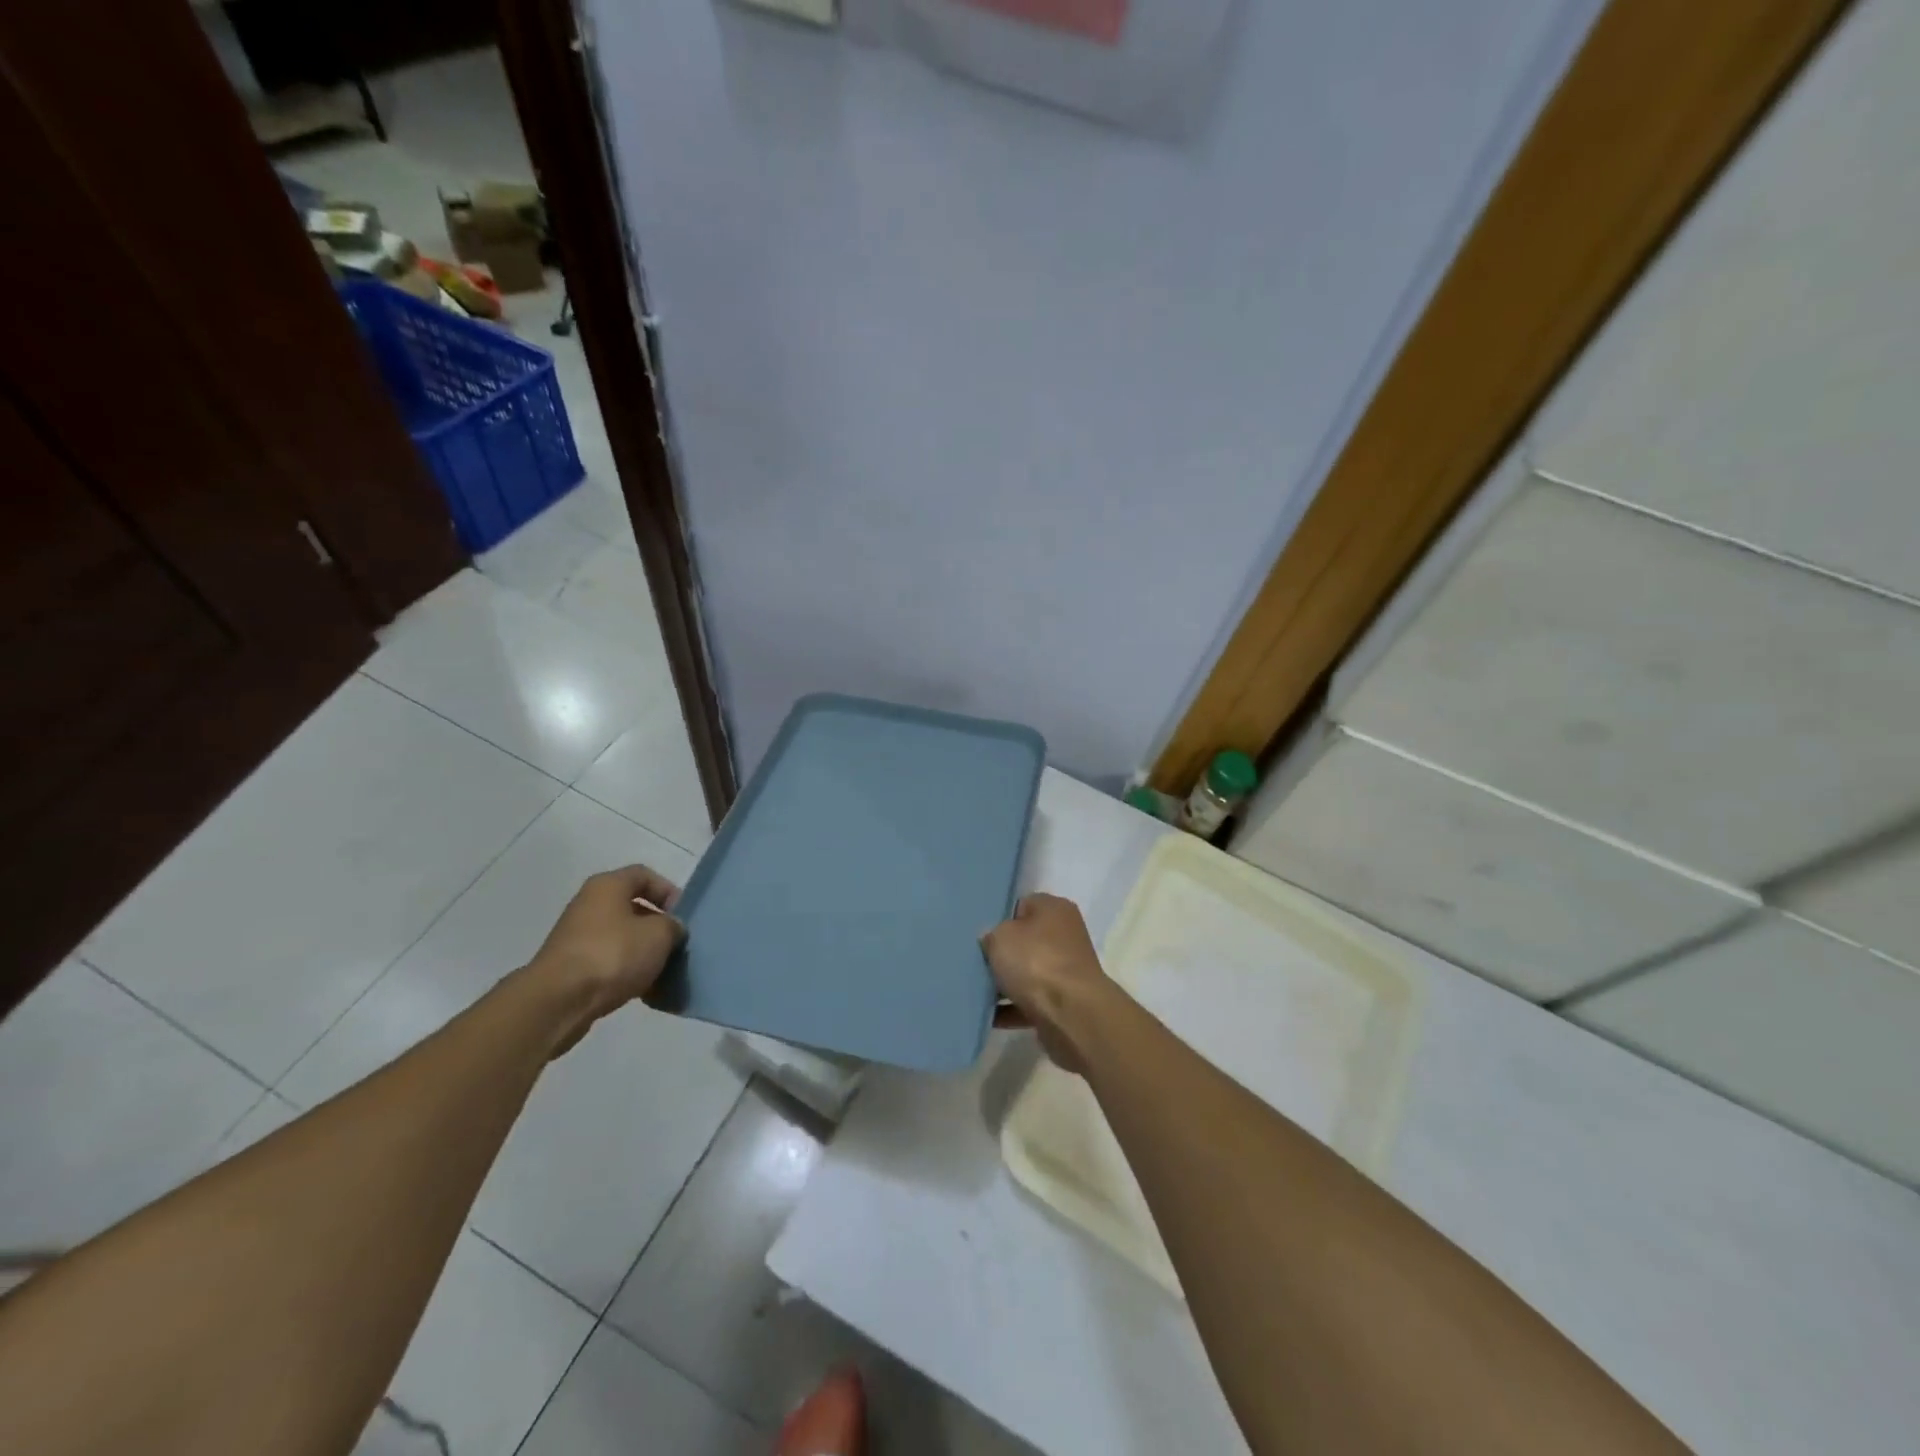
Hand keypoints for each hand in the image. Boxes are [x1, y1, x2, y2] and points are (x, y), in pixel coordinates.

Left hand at [529, 865, 684, 1055]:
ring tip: (663, 970)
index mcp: (607, 886)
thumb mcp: (659, 934)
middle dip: (658, 925)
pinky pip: (608, 961)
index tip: (683, 916)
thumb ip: (673, 926)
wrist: (559, 1001)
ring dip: (644, 951)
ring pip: (622, 937)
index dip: (668, 891)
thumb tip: (671, 929)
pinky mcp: (571, 967)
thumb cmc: (613, 954)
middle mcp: (589, 905)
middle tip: (677, 944)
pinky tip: (643, 990)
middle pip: (633, 907)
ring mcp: (577, 937)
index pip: (644, 875)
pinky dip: (626, 971)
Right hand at [981, 893, 1109, 1073]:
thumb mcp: (1000, 937)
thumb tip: (992, 941)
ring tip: (976, 991)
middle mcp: (1066, 935)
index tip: (981, 935)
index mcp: (1055, 909)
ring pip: (1027, 973)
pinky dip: (1011, 1009)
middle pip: (1025, 941)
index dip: (999, 919)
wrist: (1071, 1015)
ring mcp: (1067, 971)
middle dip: (1002, 954)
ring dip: (1005, 984)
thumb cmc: (1036, 962)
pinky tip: (988, 1016)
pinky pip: (1030, 1002)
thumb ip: (992, 935)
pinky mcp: (1064, 1002)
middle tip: (976, 963)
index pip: (1022, 905)